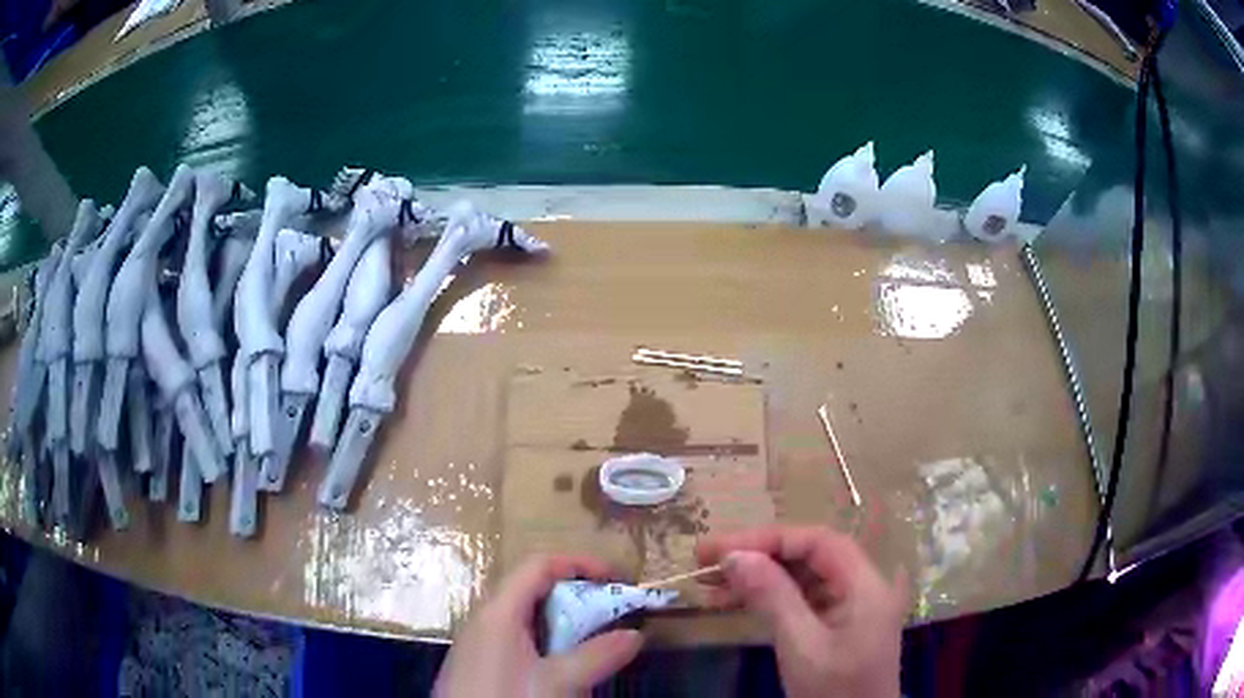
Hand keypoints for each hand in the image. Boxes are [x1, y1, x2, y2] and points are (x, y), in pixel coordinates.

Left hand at [433, 555, 643, 697]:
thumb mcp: (559, 682)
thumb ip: (598, 656)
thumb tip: (635, 635)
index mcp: (499, 611)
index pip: (539, 565)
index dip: (579, 564)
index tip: (616, 579)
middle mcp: (484, 618)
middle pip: (531, 588)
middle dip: (575, 595)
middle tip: (610, 611)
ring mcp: (477, 641)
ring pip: (523, 616)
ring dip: (560, 621)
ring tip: (591, 639)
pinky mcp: (477, 663)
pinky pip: (513, 637)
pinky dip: (543, 640)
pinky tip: (558, 666)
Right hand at [696, 526, 905, 697]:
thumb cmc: (833, 691)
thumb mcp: (801, 646)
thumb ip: (773, 597)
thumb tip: (734, 556)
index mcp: (865, 584)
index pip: (817, 542)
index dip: (768, 539)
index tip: (721, 549)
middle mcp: (862, 585)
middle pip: (809, 555)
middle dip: (758, 556)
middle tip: (706, 561)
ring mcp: (850, 605)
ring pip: (801, 576)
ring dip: (757, 577)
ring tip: (709, 584)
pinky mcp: (835, 622)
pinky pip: (800, 598)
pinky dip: (767, 598)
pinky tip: (732, 602)